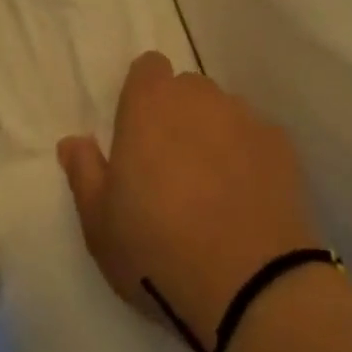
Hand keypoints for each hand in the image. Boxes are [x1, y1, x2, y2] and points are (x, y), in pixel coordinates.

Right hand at [59, 52, 323, 342]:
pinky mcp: (279, 141)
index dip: (143, 95)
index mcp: (150, 103)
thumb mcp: (100, 224)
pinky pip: (256, 139)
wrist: (249, 283)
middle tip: (173, 171)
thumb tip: (72, 141)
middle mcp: (198, 94)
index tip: (140, 134)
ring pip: (223, 112)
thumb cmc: (158, 249)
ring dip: (215, 136)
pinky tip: (247, 201)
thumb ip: (84, 172)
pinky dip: (250, 158)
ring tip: (213, 191)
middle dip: (179, 117)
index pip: (148, 68)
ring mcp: (243, 114)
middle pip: (186, 90)